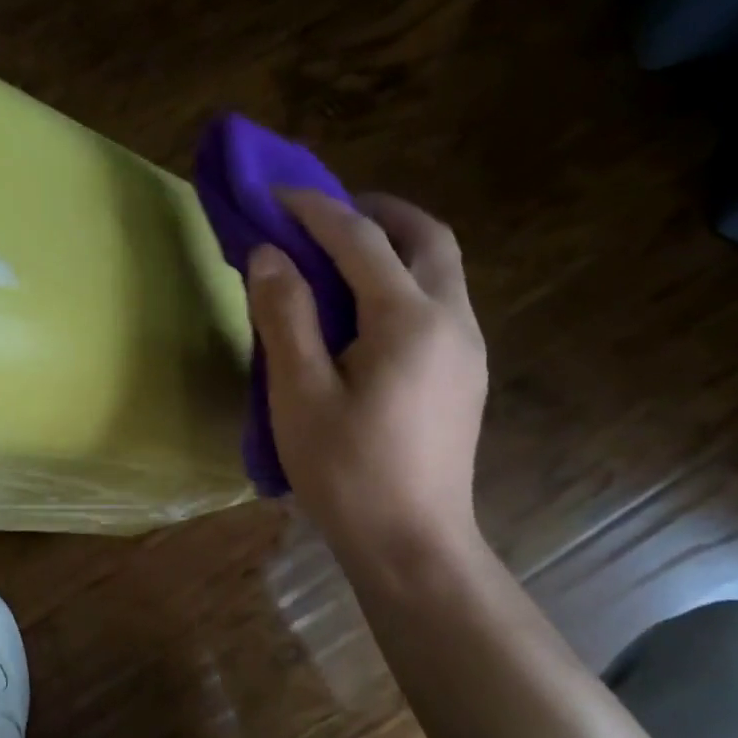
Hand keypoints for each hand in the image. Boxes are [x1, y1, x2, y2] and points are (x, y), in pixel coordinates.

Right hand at [247, 190, 486, 560]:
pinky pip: (439, 302)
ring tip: (340, 258)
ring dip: (394, 245)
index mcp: (409, 321)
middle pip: (427, 237)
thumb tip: (269, 255)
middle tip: (325, 216)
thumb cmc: (347, 473)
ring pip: (441, 268)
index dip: (316, 208)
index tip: (275, 193)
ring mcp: (468, 349)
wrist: (413, 544)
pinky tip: (366, 313)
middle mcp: (452, 321)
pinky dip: (403, 281)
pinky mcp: (466, 374)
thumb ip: (285, 316)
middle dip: (377, 211)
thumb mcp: (299, 395)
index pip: (362, 239)